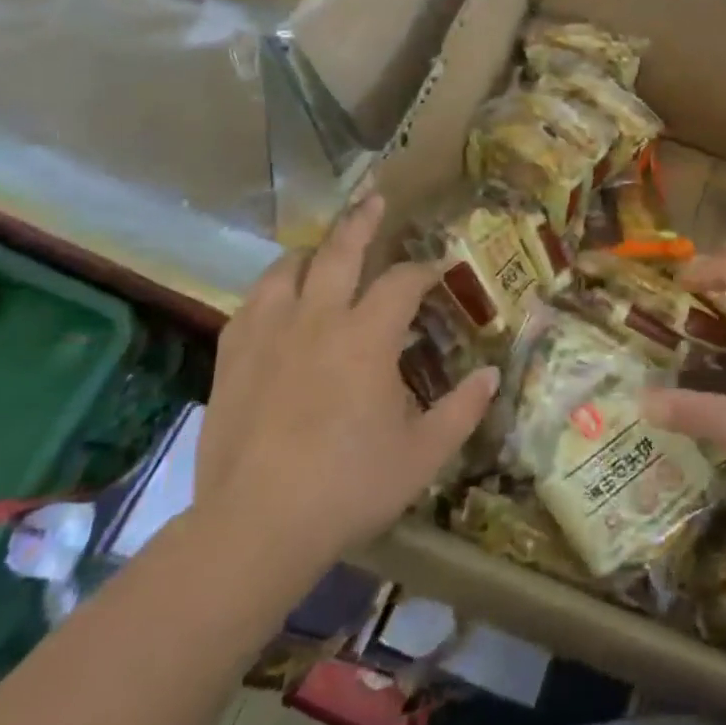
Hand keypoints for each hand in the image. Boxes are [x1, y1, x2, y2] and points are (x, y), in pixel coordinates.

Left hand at [195, 194, 496, 575]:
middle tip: (375, 198)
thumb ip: (464, 409)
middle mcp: (317, 320)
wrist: (255, 527)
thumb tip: (493, 375)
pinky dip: (271, 290)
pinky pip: (251, 304)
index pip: (402, 282)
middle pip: (340, 251)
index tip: (438, 270)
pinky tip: (276, 300)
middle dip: (363, 221)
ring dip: (311, 252)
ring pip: (286, 269)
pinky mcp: (232, 358)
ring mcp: (268, 335)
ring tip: (321, 249)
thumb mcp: (424, 454)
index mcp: (367, 337)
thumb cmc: (350, 487)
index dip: (424, 270)